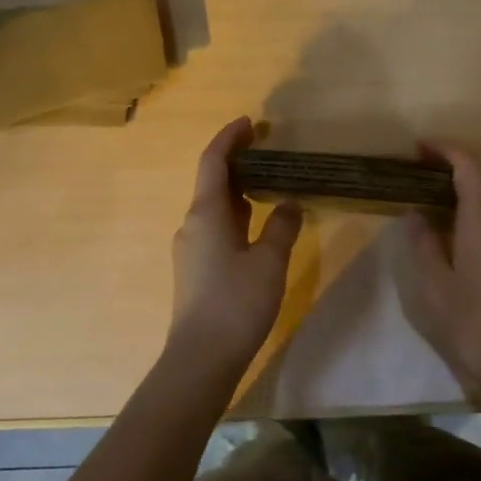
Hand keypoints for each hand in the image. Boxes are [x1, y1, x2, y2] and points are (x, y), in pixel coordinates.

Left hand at [167, 117, 302, 371]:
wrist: (201, 358)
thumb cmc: (236, 303)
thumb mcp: (269, 261)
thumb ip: (281, 227)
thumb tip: (289, 203)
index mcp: (205, 214)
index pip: (213, 162)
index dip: (229, 138)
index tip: (250, 122)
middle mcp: (192, 225)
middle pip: (212, 182)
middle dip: (237, 162)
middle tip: (268, 150)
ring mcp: (191, 249)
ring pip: (214, 207)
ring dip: (238, 190)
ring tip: (268, 182)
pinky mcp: (196, 270)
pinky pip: (216, 228)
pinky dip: (236, 214)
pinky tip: (257, 224)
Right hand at [404, 142, 480, 395]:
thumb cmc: (469, 319)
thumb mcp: (433, 282)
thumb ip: (422, 242)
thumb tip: (415, 213)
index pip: (469, 166)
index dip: (444, 150)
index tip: (416, 148)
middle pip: (477, 178)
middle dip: (445, 167)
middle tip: (409, 172)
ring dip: (452, 190)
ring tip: (417, 196)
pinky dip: (460, 211)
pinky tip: (438, 227)